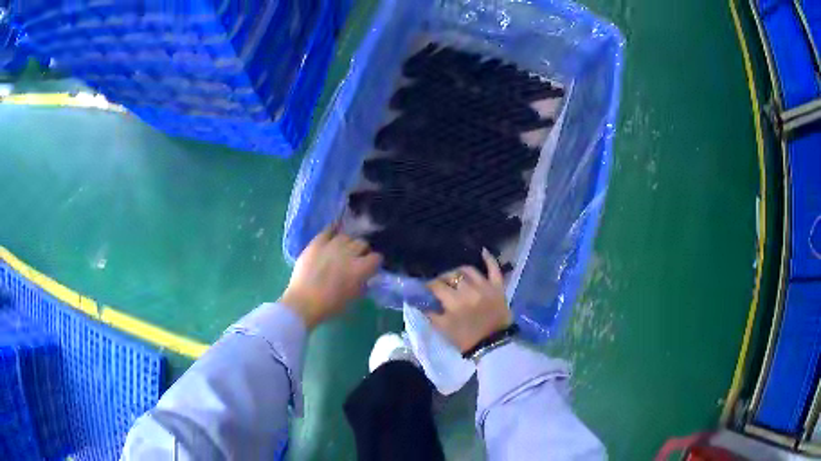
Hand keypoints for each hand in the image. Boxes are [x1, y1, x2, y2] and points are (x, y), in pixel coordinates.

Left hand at [280, 228, 381, 329]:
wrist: (303, 302)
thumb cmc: (330, 305)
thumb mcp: (353, 297)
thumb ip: (362, 283)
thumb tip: (365, 276)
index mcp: (360, 269)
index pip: (376, 258)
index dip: (374, 263)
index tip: (370, 267)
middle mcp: (349, 253)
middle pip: (362, 243)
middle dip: (362, 251)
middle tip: (356, 258)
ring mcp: (332, 245)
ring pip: (347, 236)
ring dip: (348, 243)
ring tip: (343, 249)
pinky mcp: (317, 242)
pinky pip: (328, 230)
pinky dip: (333, 229)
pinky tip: (335, 230)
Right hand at [426, 249, 512, 352]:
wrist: (493, 345)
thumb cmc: (466, 339)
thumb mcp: (443, 329)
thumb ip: (430, 314)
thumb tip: (419, 302)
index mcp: (455, 302)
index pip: (437, 286)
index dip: (429, 286)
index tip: (426, 289)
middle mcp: (470, 290)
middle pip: (452, 276)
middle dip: (443, 279)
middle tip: (440, 284)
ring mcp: (485, 287)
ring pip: (469, 270)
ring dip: (459, 271)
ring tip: (455, 276)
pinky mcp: (498, 287)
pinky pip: (494, 269)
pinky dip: (489, 259)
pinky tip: (483, 251)